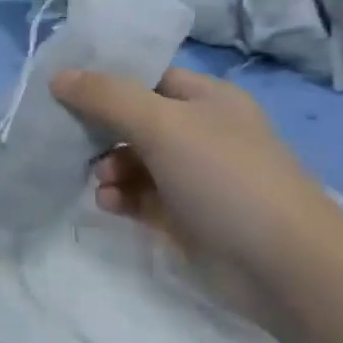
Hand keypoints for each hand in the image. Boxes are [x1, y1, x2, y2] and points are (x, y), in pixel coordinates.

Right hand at [50, 65, 332, 321]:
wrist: (283, 266)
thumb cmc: (225, 177)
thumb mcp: (162, 124)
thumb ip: (106, 97)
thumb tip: (59, 76)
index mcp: (206, 99)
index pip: (147, 77)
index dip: (106, 80)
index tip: (63, 89)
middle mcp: (201, 133)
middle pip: (135, 120)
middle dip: (100, 129)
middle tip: (70, 139)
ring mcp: (194, 177)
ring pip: (133, 161)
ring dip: (108, 167)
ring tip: (101, 182)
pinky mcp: (185, 217)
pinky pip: (139, 197)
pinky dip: (120, 197)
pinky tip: (109, 204)